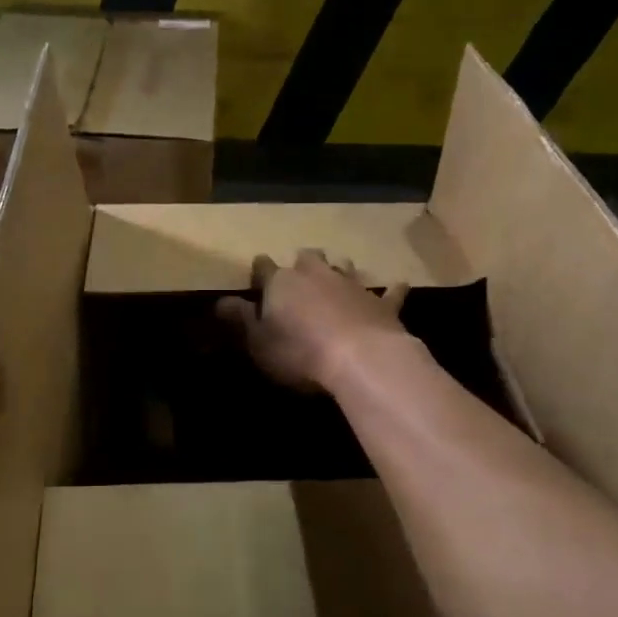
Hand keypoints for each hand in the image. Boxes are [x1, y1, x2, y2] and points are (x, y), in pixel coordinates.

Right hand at [215, 249, 410, 393]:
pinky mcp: (383, 303)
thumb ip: (239, 319)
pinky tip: (398, 286)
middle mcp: (316, 274)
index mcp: (282, 282)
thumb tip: (220, 301)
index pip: (264, 268)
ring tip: (337, 276)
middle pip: (307, 257)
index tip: (257, 277)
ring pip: (344, 266)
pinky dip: (391, 290)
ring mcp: (353, 285)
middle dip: (302, 263)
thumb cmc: (299, 352)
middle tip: (300, 274)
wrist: (361, 359)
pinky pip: (389, 292)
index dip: (259, 271)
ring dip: (339, 270)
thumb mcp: (257, 342)